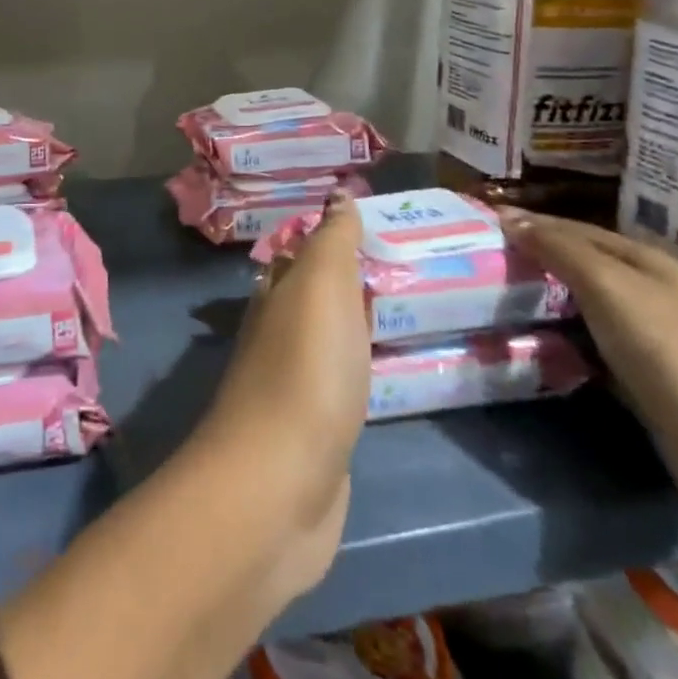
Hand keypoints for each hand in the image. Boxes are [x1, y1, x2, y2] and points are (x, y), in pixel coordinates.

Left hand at [196, 192, 370, 600]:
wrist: (280, 484)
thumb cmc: (305, 372)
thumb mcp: (321, 288)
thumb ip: (332, 241)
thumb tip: (339, 194)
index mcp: (277, 294)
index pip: (302, 251)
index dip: (331, 234)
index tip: (370, 219)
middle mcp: (278, 331)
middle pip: (313, 293)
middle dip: (347, 276)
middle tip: (398, 263)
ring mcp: (295, 384)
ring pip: (327, 337)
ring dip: (355, 321)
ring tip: (400, 307)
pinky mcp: (315, 432)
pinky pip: (341, 383)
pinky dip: (360, 368)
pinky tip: (380, 371)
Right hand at [497, 208, 677, 539]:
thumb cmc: (674, 354)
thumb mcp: (610, 288)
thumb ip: (559, 250)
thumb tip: (507, 216)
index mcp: (646, 262)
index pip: (574, 229)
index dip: (531, 225)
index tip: (482, 226)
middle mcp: (650, 294)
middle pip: (580, 268)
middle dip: (535, 264)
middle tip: (481, 266)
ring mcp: (652, 341)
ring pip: (584, 310)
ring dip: (545, 306)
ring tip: (494, 304)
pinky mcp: (648, 384)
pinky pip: (592, 351)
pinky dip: (563, 346)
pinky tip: (535, 350)